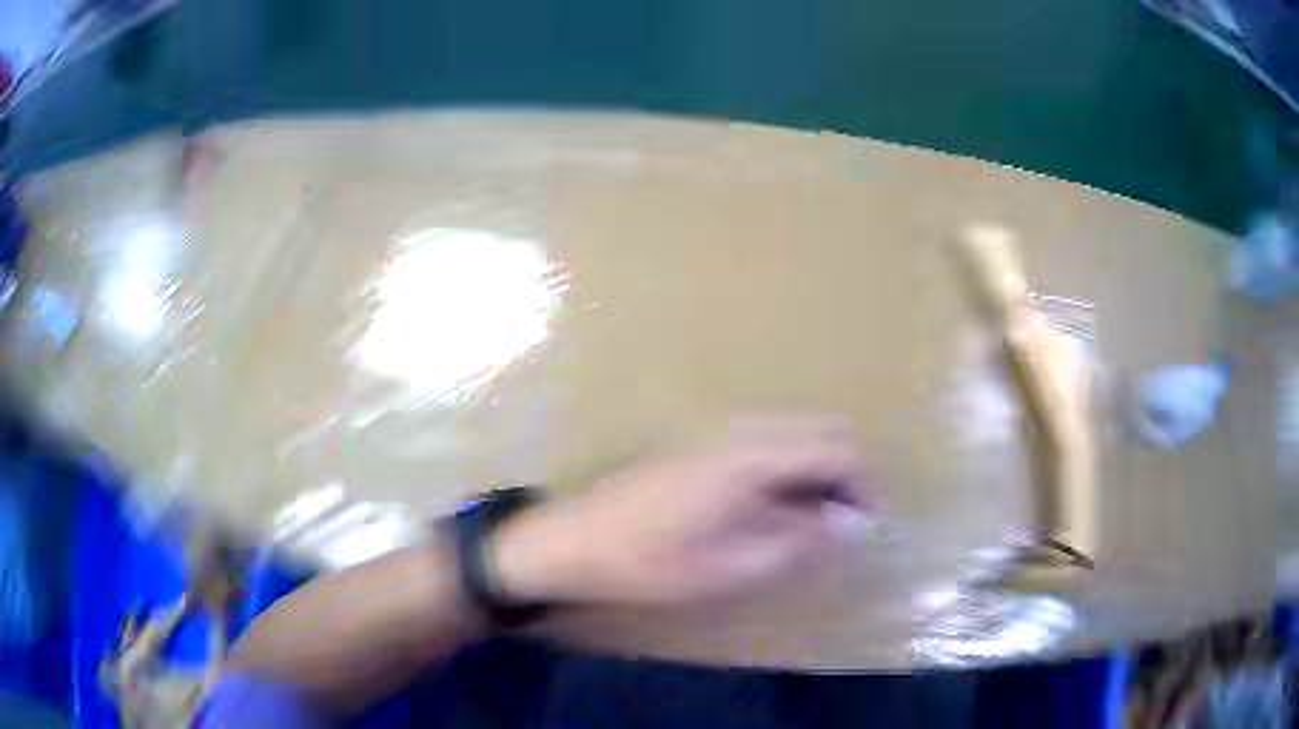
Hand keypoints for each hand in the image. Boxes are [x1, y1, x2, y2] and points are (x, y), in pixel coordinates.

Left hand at [495, 417, 874, 606]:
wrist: (573, 541)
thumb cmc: (648, 562)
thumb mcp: (730, 567)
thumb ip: (798, 541)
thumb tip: (851, 524)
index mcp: (751, 456)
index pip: (835, 448)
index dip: (863, 483)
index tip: (869, 525)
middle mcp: (740, 430)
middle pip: (819, 431)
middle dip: (845, 473)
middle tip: (845, 525)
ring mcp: (717, 432)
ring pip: (794, 434)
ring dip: (817, 470)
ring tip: (816, 523)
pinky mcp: (702, 444)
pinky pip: (767, 443)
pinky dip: (789, 469)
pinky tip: (777, 508)